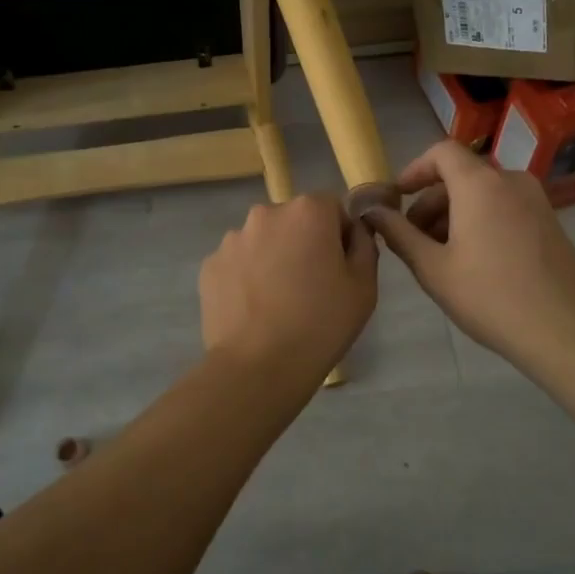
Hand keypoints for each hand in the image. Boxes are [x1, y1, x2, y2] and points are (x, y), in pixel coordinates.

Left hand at [200, 194, 378, 384]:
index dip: (340, 234)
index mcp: (308, 211)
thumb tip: (354, 230)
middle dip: (303, 242)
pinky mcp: (210, 265)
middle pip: (294, 220)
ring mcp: (232, 239)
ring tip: (278, 302)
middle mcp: (266, 214)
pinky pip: (238, 263)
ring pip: (263, 241)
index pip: (332, 207)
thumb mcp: (364, 287)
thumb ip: (364, 245)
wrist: (258, 366)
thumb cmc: (321, 324)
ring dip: (273, 258)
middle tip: (311, 286)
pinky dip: (247, 277)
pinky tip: (254, 309)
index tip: (339, 267)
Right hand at [364, 140, 574, 377]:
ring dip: (455, 215)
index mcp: (480, 184)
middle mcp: (510, 181)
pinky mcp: (550, 222)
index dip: (414, 170)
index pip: (441, 152)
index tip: (397, 198)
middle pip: (461, 176)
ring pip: (483, 194)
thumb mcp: (432, 268)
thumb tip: (372, 211)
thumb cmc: (489, 297)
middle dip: (431, 203)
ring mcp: (536, 201)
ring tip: (440, 256)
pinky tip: (474, 262)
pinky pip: (505, 207)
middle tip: (412, 240)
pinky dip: (481, 221)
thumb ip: (398, 234)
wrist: (564, 331)